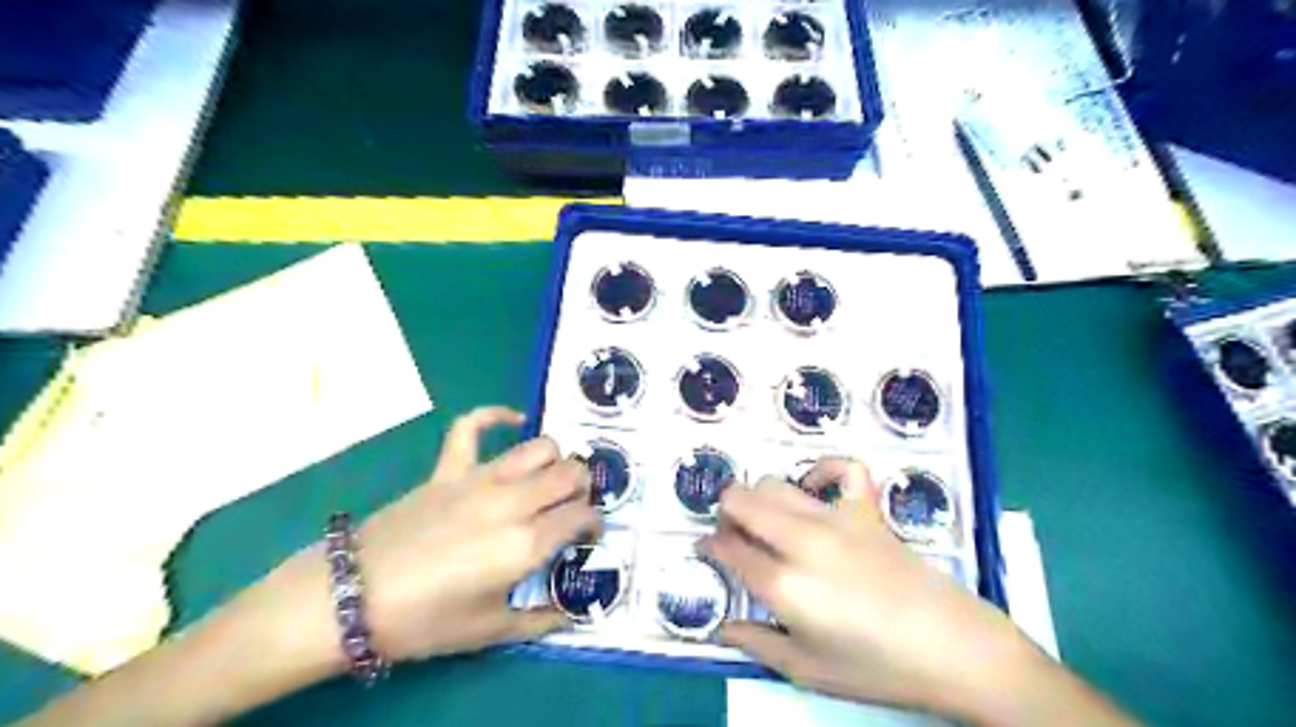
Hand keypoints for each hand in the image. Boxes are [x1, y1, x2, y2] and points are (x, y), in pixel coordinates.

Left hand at [352, 407, 595, 661]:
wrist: (351, 599)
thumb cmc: (424, 621)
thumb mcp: (489, 632)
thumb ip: (539, 621)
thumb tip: (570, 613)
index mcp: (526, 544)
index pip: (582, 515)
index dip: (595, 524)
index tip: (589, 536)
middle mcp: (513, 502)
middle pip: (571, 473)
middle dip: (584, 487)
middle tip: (573, 506)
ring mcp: (479, 479)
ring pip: (540, 448)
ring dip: (556, 459)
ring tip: (550, 477)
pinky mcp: (448, 469)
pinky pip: (473, 427)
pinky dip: (496, 416)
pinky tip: (513, 420)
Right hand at [705, 460, 1040, 722]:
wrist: (951, 648)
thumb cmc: (876, 667)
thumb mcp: (807, 670)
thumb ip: (757, 644)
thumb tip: (722, 629)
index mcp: (784, 584)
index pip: (729, 549)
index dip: (710, 546)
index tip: (708, 549)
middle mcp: (802, 541)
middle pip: (742, 502)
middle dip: (726, 513)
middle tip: (734, 533)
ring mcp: (836, 518)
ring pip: (776, 484)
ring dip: (759, 496)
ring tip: (765, 516)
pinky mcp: (867, 509)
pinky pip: (842, 469)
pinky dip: (823, 471)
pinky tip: (815, 489)